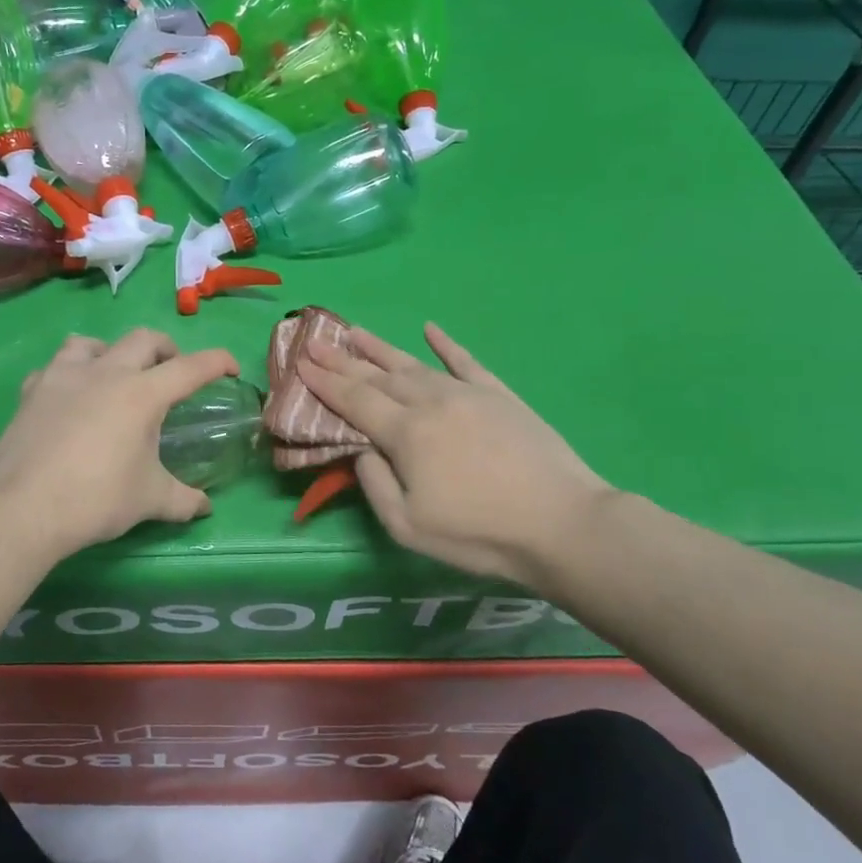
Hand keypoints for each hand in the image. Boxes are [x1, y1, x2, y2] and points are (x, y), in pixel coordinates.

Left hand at [0, 329, 237, 558]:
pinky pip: (55, 367)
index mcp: (142, 394)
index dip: (217, 362)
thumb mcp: (150, 501)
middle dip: (166, 349)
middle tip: (172, 372)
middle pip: (144, 339)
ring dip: (112, 352)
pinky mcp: (32, 391)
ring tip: (115, 375)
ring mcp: (64, 376)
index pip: (191, 367)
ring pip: (93, 342)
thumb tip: (205, 508)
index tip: (230, 368)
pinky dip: (70, 374)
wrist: (23, 508)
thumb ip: (183, 500)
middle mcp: (106, 373)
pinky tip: (69, 397)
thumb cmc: (97, 499)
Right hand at [297, 323, 613, 589]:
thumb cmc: (478, 533)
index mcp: (405, 433)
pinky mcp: (499, 395)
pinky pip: (466, 361)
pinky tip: (431, 329)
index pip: (354, 400)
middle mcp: (430, 402)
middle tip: (315, 341)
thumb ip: (374, 484)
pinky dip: (446, 344)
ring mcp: (467, 394)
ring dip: (380, 348)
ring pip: (413, 364)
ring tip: (354, 331)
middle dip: (342, 359)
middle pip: (377, 376)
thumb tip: (362, 449)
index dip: (324, 382)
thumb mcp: (408, 526)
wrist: (561, 523)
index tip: (300, 363)